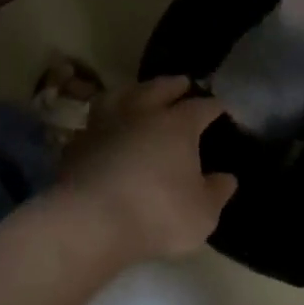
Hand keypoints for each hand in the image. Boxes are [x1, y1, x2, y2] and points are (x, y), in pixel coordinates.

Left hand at [51, 76, 237, 265]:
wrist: (88, 220)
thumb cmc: (156, 213)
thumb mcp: (201, 213)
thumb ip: (216, 192)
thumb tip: (226, 178)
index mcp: (177, 125)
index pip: (201, 107)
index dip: (213, 106)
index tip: (220, 107)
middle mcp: (140, 113)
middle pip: (159, 88)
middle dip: (173, 85)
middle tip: (182, 83)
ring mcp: (104, 124)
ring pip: (121, 95)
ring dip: (134, 91)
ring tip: (140, 94)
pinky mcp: (77, 142)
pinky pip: (96, 121)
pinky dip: (106, 120)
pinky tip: (108, 128)